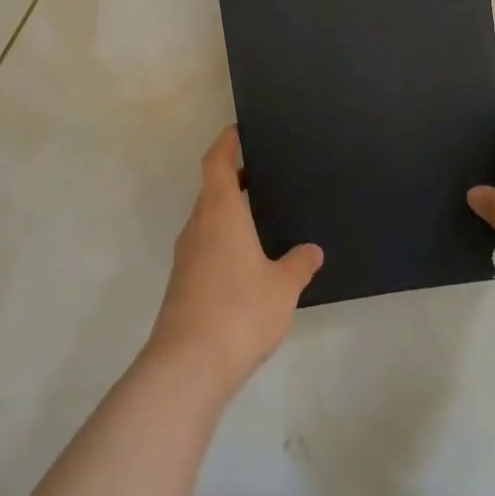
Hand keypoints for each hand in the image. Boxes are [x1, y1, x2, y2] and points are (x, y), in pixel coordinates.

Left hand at [145, 126, 322, 394]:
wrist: (188, 365)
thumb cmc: (240, 311)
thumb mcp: (283, 287)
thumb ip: (299, 264)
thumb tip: (311, 250)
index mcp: (220, 213)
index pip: (216, 162)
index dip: (225, 143)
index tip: (237, 130)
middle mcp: (198, 226)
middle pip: (210, 190)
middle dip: (232, 179)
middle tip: (262, 175)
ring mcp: (186, 256)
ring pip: (206, 220)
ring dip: (227, 212)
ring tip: (259, 218)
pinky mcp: (182, 283)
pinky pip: (204, 247)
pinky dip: (223, 241)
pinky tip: (245, 264)